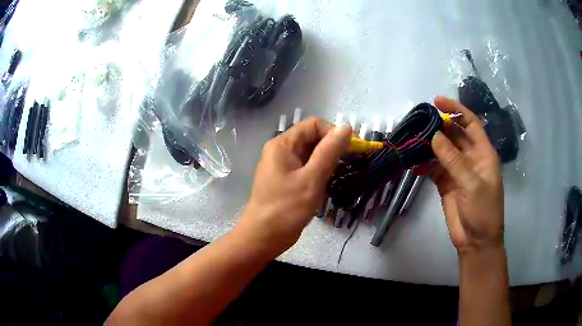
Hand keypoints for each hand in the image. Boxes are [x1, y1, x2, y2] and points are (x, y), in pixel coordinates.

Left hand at [236, 118, 351, 255]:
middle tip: (346, 166)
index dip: (333, 133)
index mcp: (282, 144)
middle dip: (331, 149)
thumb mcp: (312, 179)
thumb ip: (329, 151)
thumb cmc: (286, 208)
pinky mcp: (286, 179)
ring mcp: (283, 165)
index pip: (313, 125)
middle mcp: (281, 150)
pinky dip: (319, 173)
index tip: (349, 150)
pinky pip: (306, 167)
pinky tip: (325, 186)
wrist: (264, 236)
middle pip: (312, 138)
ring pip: (311, 154)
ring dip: (326, 162)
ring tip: (335, 178)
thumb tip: (346, 127)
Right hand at [427, 96, 503, 253]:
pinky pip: (433, 168)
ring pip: (441, 150)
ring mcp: (457, 170)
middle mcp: (470, 157)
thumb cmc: (483, 210)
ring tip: (411, 139)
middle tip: (418, 121)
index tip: (436, 101)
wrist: (476, 241)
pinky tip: (413, 163)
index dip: (456, 109)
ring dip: (428, 145)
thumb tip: (434, 136)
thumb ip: (454, 160)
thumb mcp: (472, 184)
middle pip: (453, 134)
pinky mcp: (446, 183)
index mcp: (483, 153)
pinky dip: (423, 164)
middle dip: (438, 126)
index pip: (470, 122)